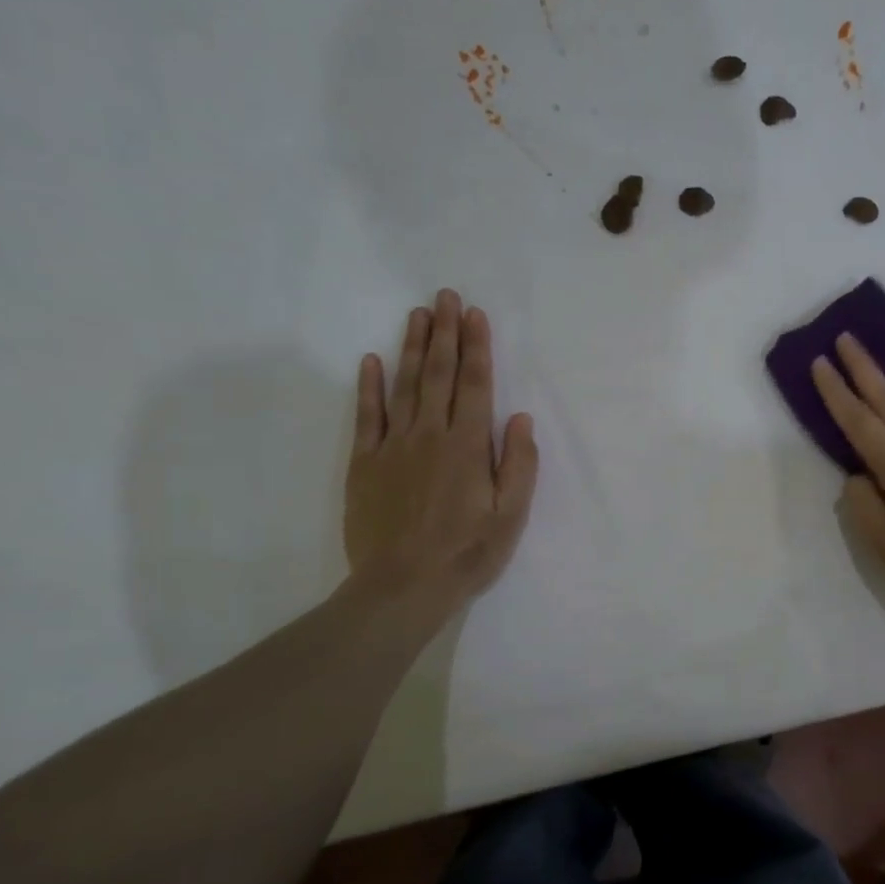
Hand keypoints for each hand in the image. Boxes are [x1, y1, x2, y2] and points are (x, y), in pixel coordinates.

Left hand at [345, 290, 537, 618]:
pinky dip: (369, 387)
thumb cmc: (467, 552)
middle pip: (438, 374)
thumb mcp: (511, 516)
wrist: (402, 586)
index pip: (475, 385)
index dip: (477, 348)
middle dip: (445, 333)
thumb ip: (518, 464)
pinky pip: (367, 417)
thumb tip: (520, 418)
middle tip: (446, 297)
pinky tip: (371, 361)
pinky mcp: (365, 464)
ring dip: (411, 347)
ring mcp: (393, 447)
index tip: (475, 315)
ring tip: (418, 314)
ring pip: (404, 386)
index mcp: (468, 446)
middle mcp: (430, 435)